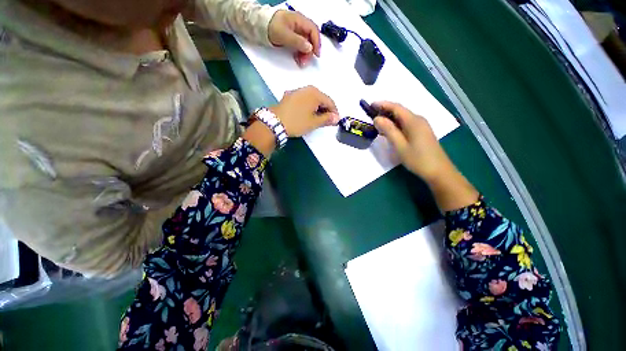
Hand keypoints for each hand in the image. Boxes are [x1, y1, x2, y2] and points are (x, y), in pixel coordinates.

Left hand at [268, 10, 320, 66]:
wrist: (260, 26)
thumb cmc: (272, 27)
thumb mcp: (285, 35)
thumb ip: (298, 42)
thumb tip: (310, 48)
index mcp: (299, 20)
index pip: (313, 31)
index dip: (316, 43)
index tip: (316, 55)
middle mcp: (300, 25)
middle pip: (310, 38)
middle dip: (310, 51)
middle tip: (305, 61)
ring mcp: (296, 31)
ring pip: (306, 43)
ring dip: (305, 53)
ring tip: (301, 62)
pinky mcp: (293, 37)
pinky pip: (300, 45)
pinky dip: (301, 52)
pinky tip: (298, 58)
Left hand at [270, 86, 339, 136]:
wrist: (275, 122)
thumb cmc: (297, 122)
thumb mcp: (314, 123)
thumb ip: (327, 119)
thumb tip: (336, 118)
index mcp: (315, 93)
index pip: (330, 102)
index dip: (334, 112)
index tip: (335, 121)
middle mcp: (307, 89)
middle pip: (321, 98)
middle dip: (325, 110)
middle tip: (326, 121)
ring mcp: (297, 91)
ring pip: (312, 99)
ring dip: (317, 108)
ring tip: (316, 119)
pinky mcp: (289, 96)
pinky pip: (303, 100)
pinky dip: (308, 106)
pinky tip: (306, 114)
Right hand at [373, 102, 478, 210]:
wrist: (438, 171)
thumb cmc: (418, 159)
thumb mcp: (400, 145)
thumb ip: (389, 131)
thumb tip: (377, 118)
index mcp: (414, 121)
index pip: (396, 107)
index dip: (383, 104)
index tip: (371, 105)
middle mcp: (418, 120)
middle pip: (400, 111)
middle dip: (385, 110)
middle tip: (372, 114)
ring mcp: (421, 126)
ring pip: (403, 118)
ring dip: (390, 118)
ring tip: (377, 122)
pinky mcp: (422, 133)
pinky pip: (406, 124)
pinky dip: (396, 125)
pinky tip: (389, 131)